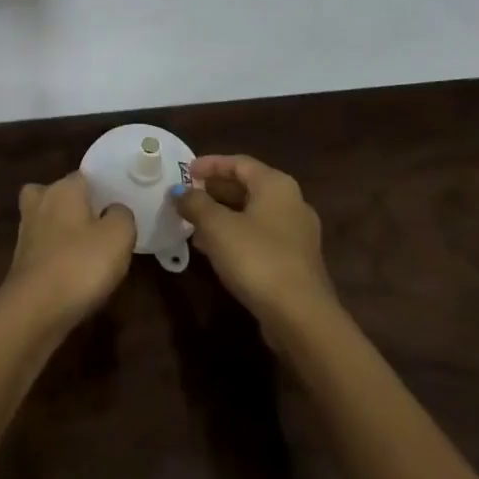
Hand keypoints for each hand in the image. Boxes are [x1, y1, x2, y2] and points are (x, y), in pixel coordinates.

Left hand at [2, 171, 136, 331]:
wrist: (34, 310)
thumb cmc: (80, 264)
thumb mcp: (119, 236)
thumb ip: (122, 215)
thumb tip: (114, 210)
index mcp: (63, 188)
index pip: (85, 175)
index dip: (103, 188)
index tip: (119, 205)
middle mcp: (40, 201)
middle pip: (61, 194)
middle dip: (77, 206)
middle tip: (101, 224)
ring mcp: (26, 231)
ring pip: (49, 220)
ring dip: (65, 231)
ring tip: (90, 250)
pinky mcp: (20, 259)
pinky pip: (44, 246)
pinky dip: (56, 254)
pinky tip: (73, 271)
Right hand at [173, 154, 335, 328]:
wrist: (300, 316)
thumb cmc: (256, 258)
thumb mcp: (217, 226)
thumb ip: (195, 203)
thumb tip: (179, 191)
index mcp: (276, 185)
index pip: (239, 162)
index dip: (210, 164)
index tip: (186, 171)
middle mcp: (292, 202)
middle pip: (248, 186)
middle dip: (215, 190)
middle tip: (188, 196)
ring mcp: (296, 233)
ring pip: (253, 213)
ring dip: (223, 215)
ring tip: (193, 223)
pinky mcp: (295, 260)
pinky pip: (260, 236)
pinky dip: (236, 235)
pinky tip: (214, 249)